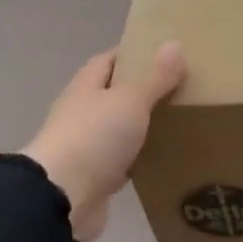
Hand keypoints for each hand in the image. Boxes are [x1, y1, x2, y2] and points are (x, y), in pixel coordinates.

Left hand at [23, 42, 185, 241]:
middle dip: (143, 91)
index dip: (133, 55)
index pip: (108, 60)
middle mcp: (82, 113)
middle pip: (114, 95)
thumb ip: (155, 77)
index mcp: (86, 87)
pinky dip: (140, 158)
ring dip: (141, 126)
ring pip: (119, 129)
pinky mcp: (95, 178)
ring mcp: (86, 147)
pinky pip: (123, 162)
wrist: (62, 198)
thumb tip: (175, 43)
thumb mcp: (131, 100)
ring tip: (179, 121)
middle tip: (181, 88)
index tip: (164, 54)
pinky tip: (163, 158)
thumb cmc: (95, 137)